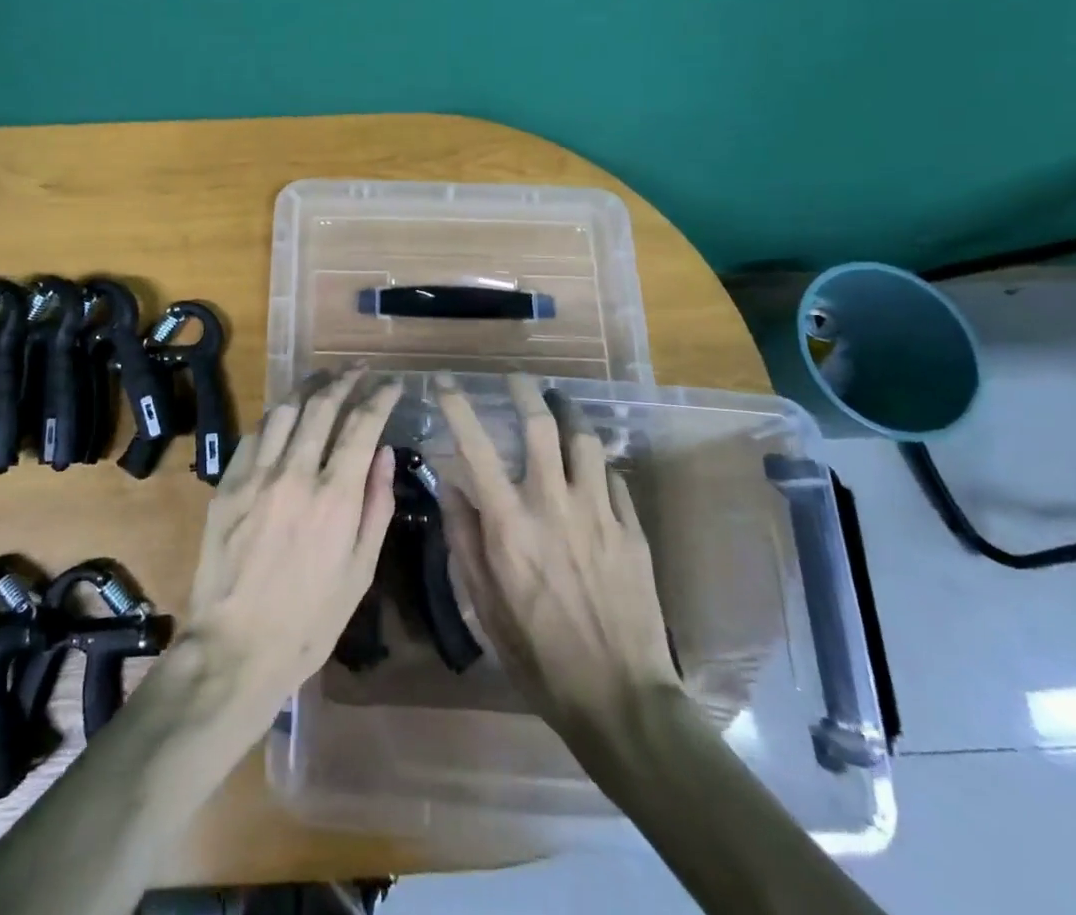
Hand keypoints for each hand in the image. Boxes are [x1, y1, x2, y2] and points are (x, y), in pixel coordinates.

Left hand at [179, 370, 399, 728]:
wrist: (236, 648)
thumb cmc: (310, 620)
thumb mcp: (360, 571)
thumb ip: (375, 505)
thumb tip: (385, 453)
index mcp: (335, 497)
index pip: (362, 425)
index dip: (380, 396)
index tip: (392, 383)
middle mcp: (296, 473)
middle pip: (322, 405)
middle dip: (345, 379)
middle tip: (359, 369)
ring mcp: (256, 475)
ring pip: (284, 410)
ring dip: (308, 388)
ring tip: (324, 378)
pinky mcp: (227, 484)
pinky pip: (253, 435)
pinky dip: (274, 417)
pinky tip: (284, 415)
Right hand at [435, 372, 680, 740]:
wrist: (620, 698)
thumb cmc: (538, 654)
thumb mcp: (485, 603)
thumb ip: (464, 538)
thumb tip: (450, 485)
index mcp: (510, 524)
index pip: (476, 447)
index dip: (456, 406)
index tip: (444, 381)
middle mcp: (554, 504)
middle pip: (541, 425)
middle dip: (525, 391)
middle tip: (516, 378)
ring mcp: (599, 513)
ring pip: (586, 440)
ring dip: (569, 413)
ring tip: (559, 404)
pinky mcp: (632, 529)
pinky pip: (614, 478)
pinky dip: (597, 464)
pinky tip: (592, 467)